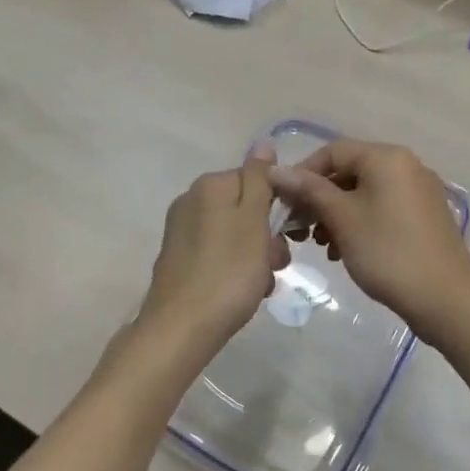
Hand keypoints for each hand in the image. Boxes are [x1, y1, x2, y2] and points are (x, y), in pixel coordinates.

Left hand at [136, 144, 289, 356]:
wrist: (181, 328)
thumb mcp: (253, 222)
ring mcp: (182, 231)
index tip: (290, 235)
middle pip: (245, 208)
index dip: (278, 206)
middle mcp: (191, 200)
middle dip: (267, 235)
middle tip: (276, 264)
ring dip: (256, 256)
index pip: (256, 179)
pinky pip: (219, 254)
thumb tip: (263, 142)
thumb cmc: (228, 272)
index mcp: (209, 186)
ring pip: (235, 234)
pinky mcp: (179, 258)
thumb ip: (259, 180)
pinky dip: (236, 269)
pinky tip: (244, 293)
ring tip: (262, 284)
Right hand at [268, 139, 469, 339]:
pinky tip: (343, 250)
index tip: (283, 202)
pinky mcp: (424, 216)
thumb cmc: (388, 252)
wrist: (445, 299)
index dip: (302, 173)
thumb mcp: (342, 218)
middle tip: (298, 228)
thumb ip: (309, 190)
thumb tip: (276, 170)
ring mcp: (419, 191)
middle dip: (318, 198)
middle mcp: (406, 166)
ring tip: (320, 244)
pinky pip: (382, 208)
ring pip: (364, 192)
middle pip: (349, 171)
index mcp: (387, 158)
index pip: (333, 151)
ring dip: (336, 214)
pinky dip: (358, 222)